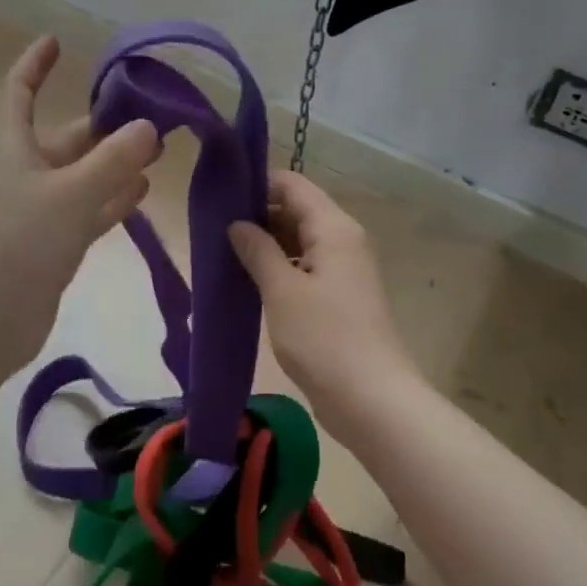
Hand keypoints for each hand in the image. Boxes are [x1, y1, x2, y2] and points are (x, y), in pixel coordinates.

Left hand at [0, 36, 159, 373]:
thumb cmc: (16, 244)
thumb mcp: (70, 195)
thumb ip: (113, 161)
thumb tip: (148, 126)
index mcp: (12, 147)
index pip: (18, 91)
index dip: (34, 65)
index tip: (57, 41)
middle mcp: (23, 173)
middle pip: (65, 137)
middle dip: (103, 125)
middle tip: (152, 115)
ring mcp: (36, 212)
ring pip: (81, 176)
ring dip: (114, 163)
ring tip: (156, 151)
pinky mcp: (49, 245)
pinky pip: (86, 211)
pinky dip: (111, 200)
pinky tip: (142, 193)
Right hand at [229, 171, 419, 428]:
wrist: (373, 401)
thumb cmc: (324, 339)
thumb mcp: (281, 290)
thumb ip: (257, 249)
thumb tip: (237, 223)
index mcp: (333, 228)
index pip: (292, 185)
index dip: (257, 185)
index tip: (220, 196)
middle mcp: (343, 240)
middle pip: (297, 210)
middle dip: (257, 216)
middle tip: (213, 229)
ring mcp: (344, 269)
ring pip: (300, 240)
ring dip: (266, 244)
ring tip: (224, 253)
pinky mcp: (340, 297)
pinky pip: (305, 267)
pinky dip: (279, 268)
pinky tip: (249, 281)